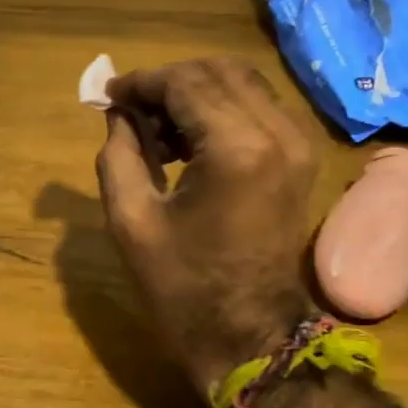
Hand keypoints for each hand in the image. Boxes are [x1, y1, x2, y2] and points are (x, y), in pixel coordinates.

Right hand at [95, 58, 317, 394]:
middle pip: (218, 71)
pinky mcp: (300, 158)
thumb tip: (119, 114)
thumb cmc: (181, 288)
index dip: (141, 82)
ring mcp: (297, 144)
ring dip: (194, 94)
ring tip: (155, 133)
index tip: (107, 95)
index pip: (185, 83)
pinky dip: (219, 110)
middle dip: (168, 82)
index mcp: (237, 150)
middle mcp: (278, 133)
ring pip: (242, 83)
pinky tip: (188, 143)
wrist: (247, 336)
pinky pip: (258, 108)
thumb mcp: (131, 221)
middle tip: (130, 114)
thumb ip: (118, 155)